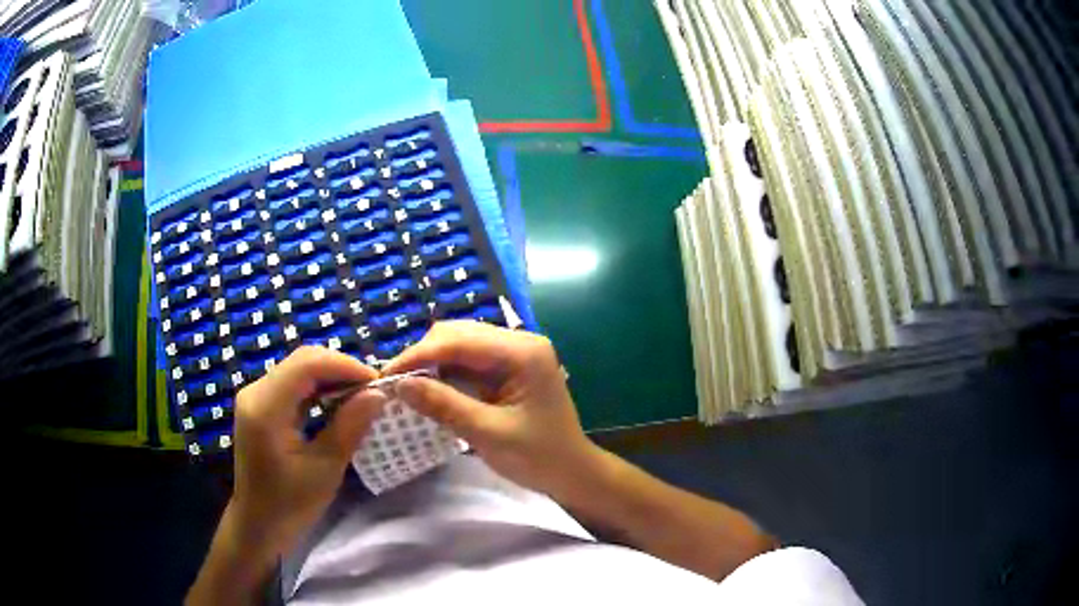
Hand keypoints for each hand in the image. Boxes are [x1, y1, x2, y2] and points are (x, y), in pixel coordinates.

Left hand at [230, 346, 385, 553]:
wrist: (258, 524)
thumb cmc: (290, 504)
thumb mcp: (325, 469)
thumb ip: (349, 427)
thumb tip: (378, 394)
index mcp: (266, 407)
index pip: (307, 364)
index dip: (345, 366)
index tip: (377, 383)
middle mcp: (255, 392)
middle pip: (302, 361)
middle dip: (340, 369)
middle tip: (372, 390)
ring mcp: (255, 397)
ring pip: (298, 369)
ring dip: (331, 377)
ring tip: (360, 396)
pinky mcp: (260, 406)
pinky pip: (292, 384)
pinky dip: (318, 388)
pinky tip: (337, 404)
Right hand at [385, 321, 603, 500]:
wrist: (571, 474)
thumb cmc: (538, 457)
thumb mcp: (488, 433)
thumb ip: (444, 405)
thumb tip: (399, 384)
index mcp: (522, 352)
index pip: (459, 340)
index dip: (418, 355)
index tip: (386, 376)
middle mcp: (518, 343)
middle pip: (457, 335)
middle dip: (423, 357)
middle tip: (394, 384)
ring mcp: (513, 354)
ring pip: (459, 346)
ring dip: (431, 364)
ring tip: (405, 387)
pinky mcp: (507, 369)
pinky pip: (467, 363)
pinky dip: (445, 374)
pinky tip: (428, 389)